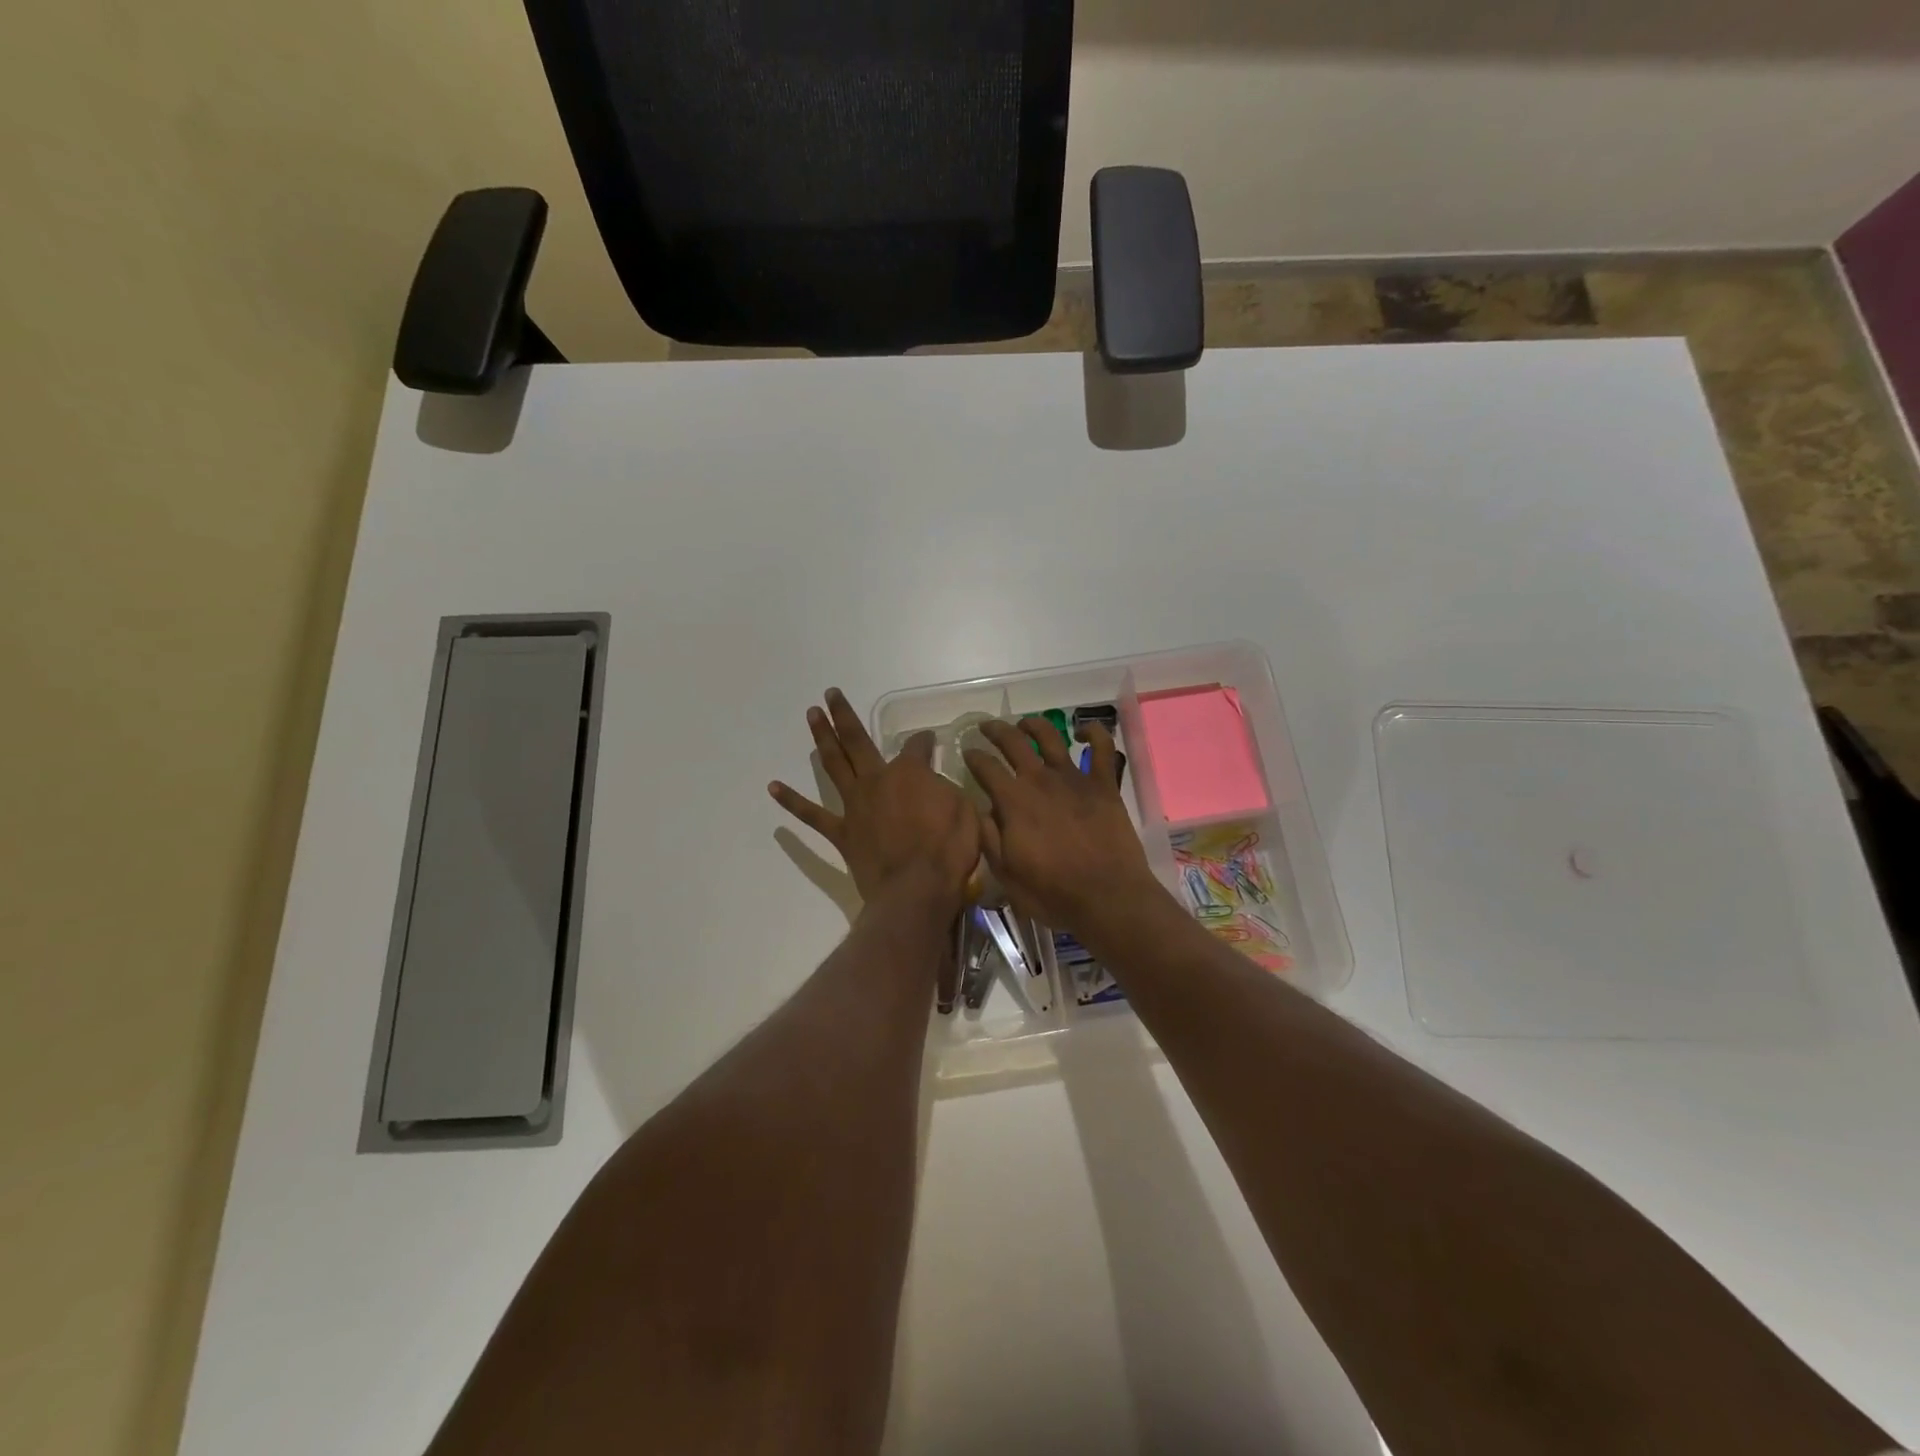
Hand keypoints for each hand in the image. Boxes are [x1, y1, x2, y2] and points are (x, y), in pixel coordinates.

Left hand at [769, 689, 980, 910]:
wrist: (917, 890)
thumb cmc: (948, 850)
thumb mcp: (965, 811)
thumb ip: (946, 790)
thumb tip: (935, 782)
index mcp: (909, 773)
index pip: (917, 746)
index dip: (925, 741)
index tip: (929, 739)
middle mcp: (877, 780)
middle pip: (857, 741)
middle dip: (844, 716)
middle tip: (830, 694)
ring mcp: (855, 805)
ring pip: (834, 764)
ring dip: (822, 738)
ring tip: (811, 715)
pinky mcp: (842, 833)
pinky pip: (812, 815)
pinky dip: (792, 801)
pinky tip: (773, 787)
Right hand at [963, 717, 1162, 935]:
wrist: (1107, 897)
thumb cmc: (1052, 892)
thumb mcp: (1006, 873)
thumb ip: (989, 838)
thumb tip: (978, 811)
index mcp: (1013, 801)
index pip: (985, 767)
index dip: (972, 756)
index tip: (966, 752)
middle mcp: (1040, 780)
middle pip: (1013, 742)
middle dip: (996, 730)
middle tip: (986, 727)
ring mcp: (1074, 778)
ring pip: (1051, 737)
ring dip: (1034, 725)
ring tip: (1025, 725)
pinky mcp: (1104, 785)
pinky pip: (1102, 748)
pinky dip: (1093, 733)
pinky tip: (1082, 732)